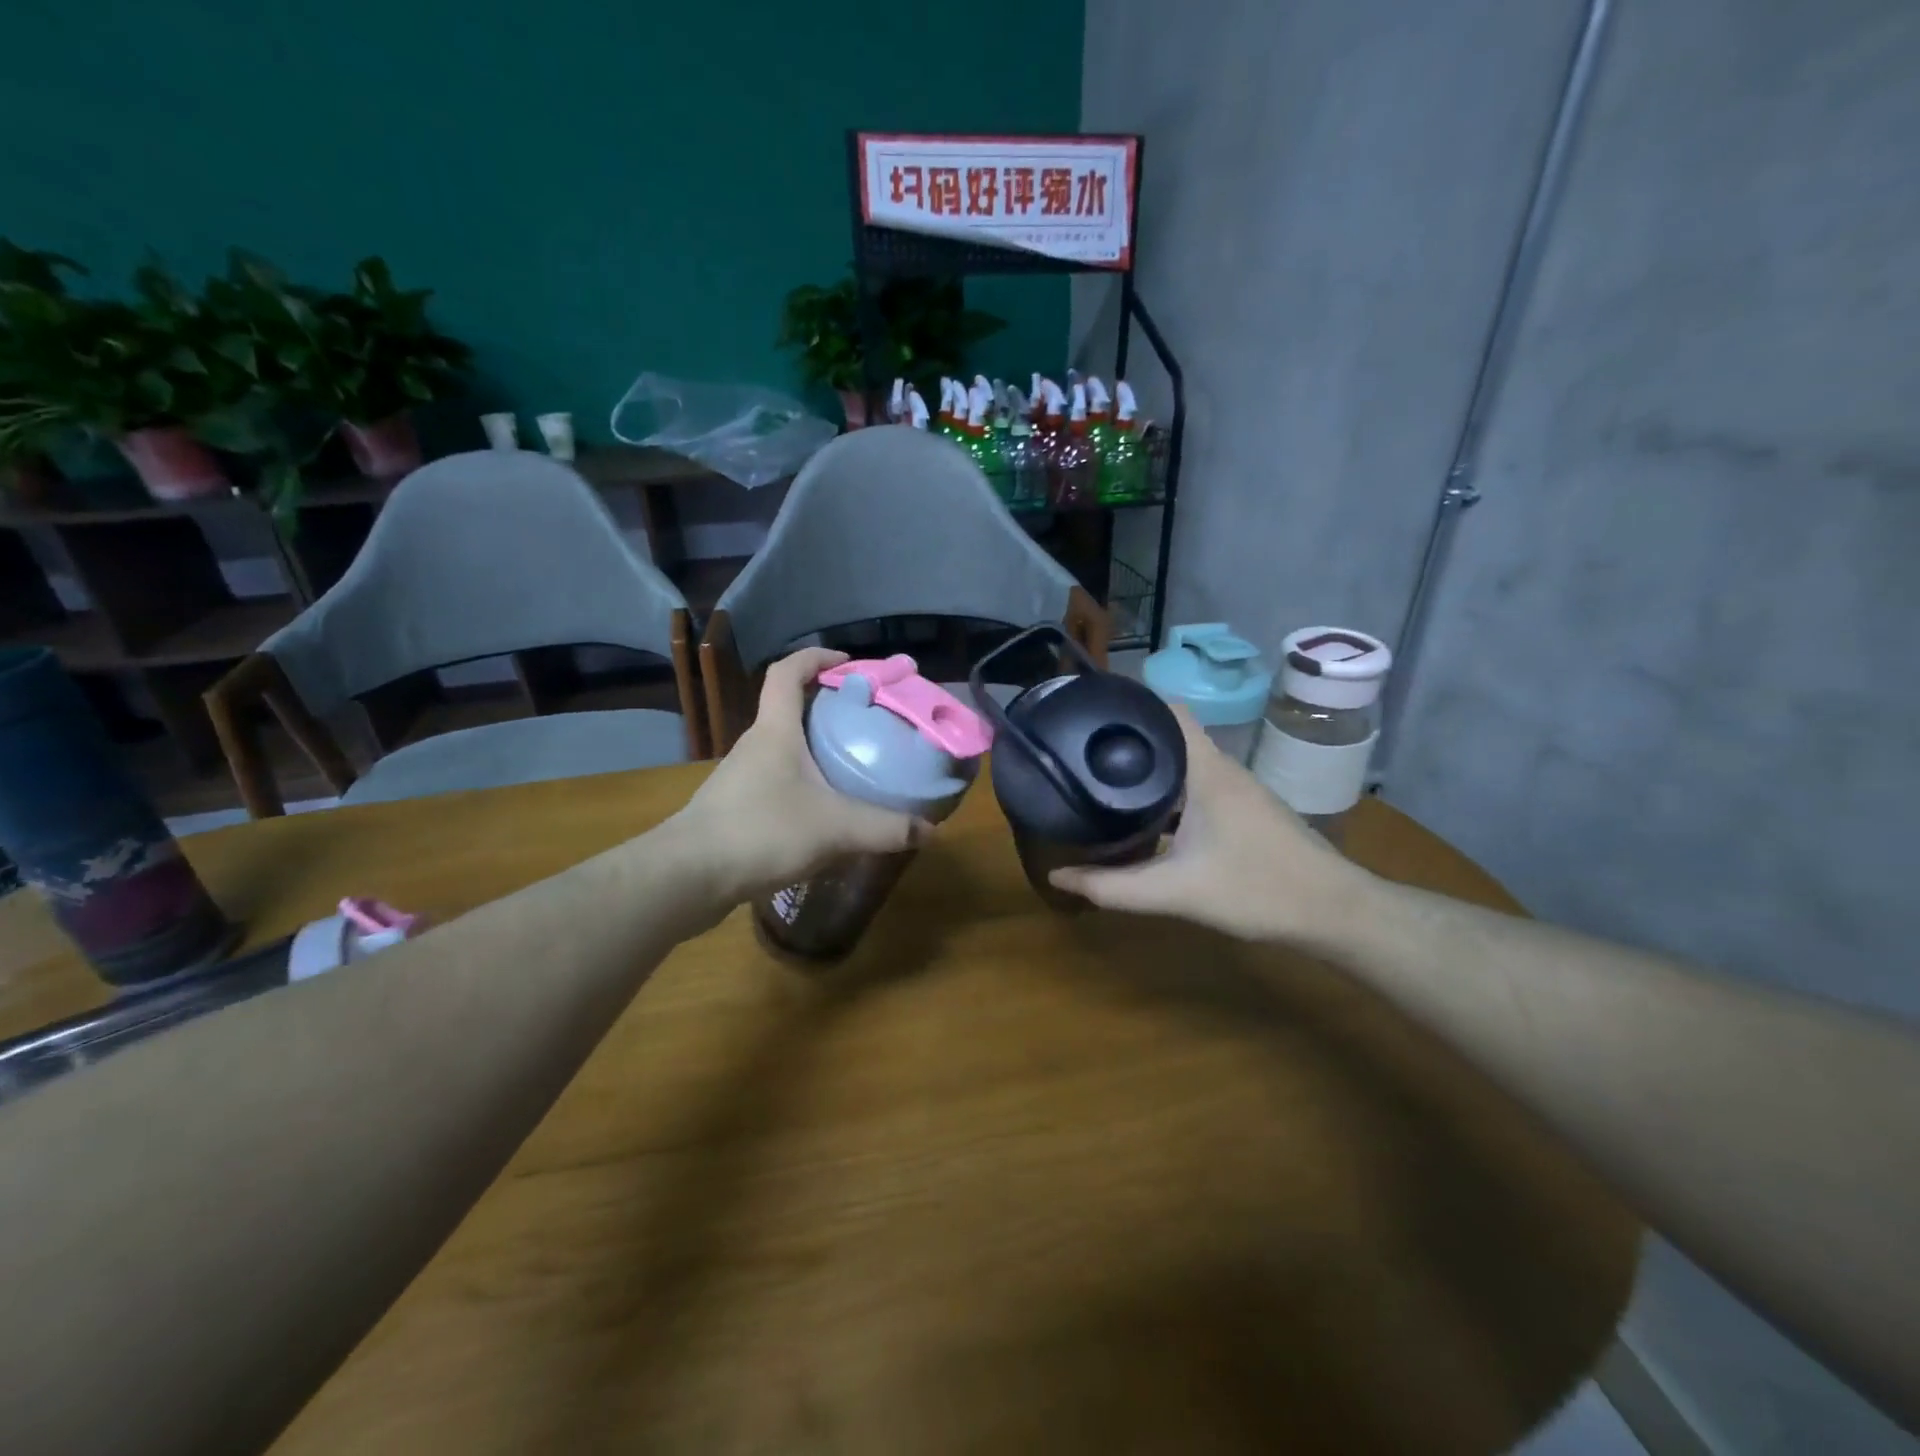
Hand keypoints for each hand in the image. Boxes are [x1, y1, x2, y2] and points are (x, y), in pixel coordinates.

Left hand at [671, 648, 927, 905]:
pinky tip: (823, 811)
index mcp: (775, 730)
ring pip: (783, 748)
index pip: (788, 672)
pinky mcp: (736, 807)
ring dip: (814, 749)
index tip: (849, 664)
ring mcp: (741, 776)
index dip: (816, 657)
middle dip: (826, 707)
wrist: (690, 876)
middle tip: (865, 722)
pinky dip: (803, 783)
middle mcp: (755, 745)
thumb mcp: (835, 828)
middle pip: (789, 709)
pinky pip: (777, 781)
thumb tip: (930, 830)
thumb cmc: (762, 831)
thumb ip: (885, 828)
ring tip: (851, 766)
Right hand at [1048, 706, 1369, 943]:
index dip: (1131, 705)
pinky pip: (1195, 786)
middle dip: (1128, 740)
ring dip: (1148, 769)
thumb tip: (1057, 875)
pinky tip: (1145, 819)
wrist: (1334, 912)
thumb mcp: (1176, 892)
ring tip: (1102, 782)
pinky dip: (1167, 793)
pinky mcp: (1243, 811)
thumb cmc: (1257, 889)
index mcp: (1206, 769)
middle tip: (1083, 753)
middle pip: (1170, 735)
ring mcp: (1236, 790)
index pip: (1168, 710)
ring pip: (1183, 764)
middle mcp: (1221, 769)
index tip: (1091, 716)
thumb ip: (1113, 887)